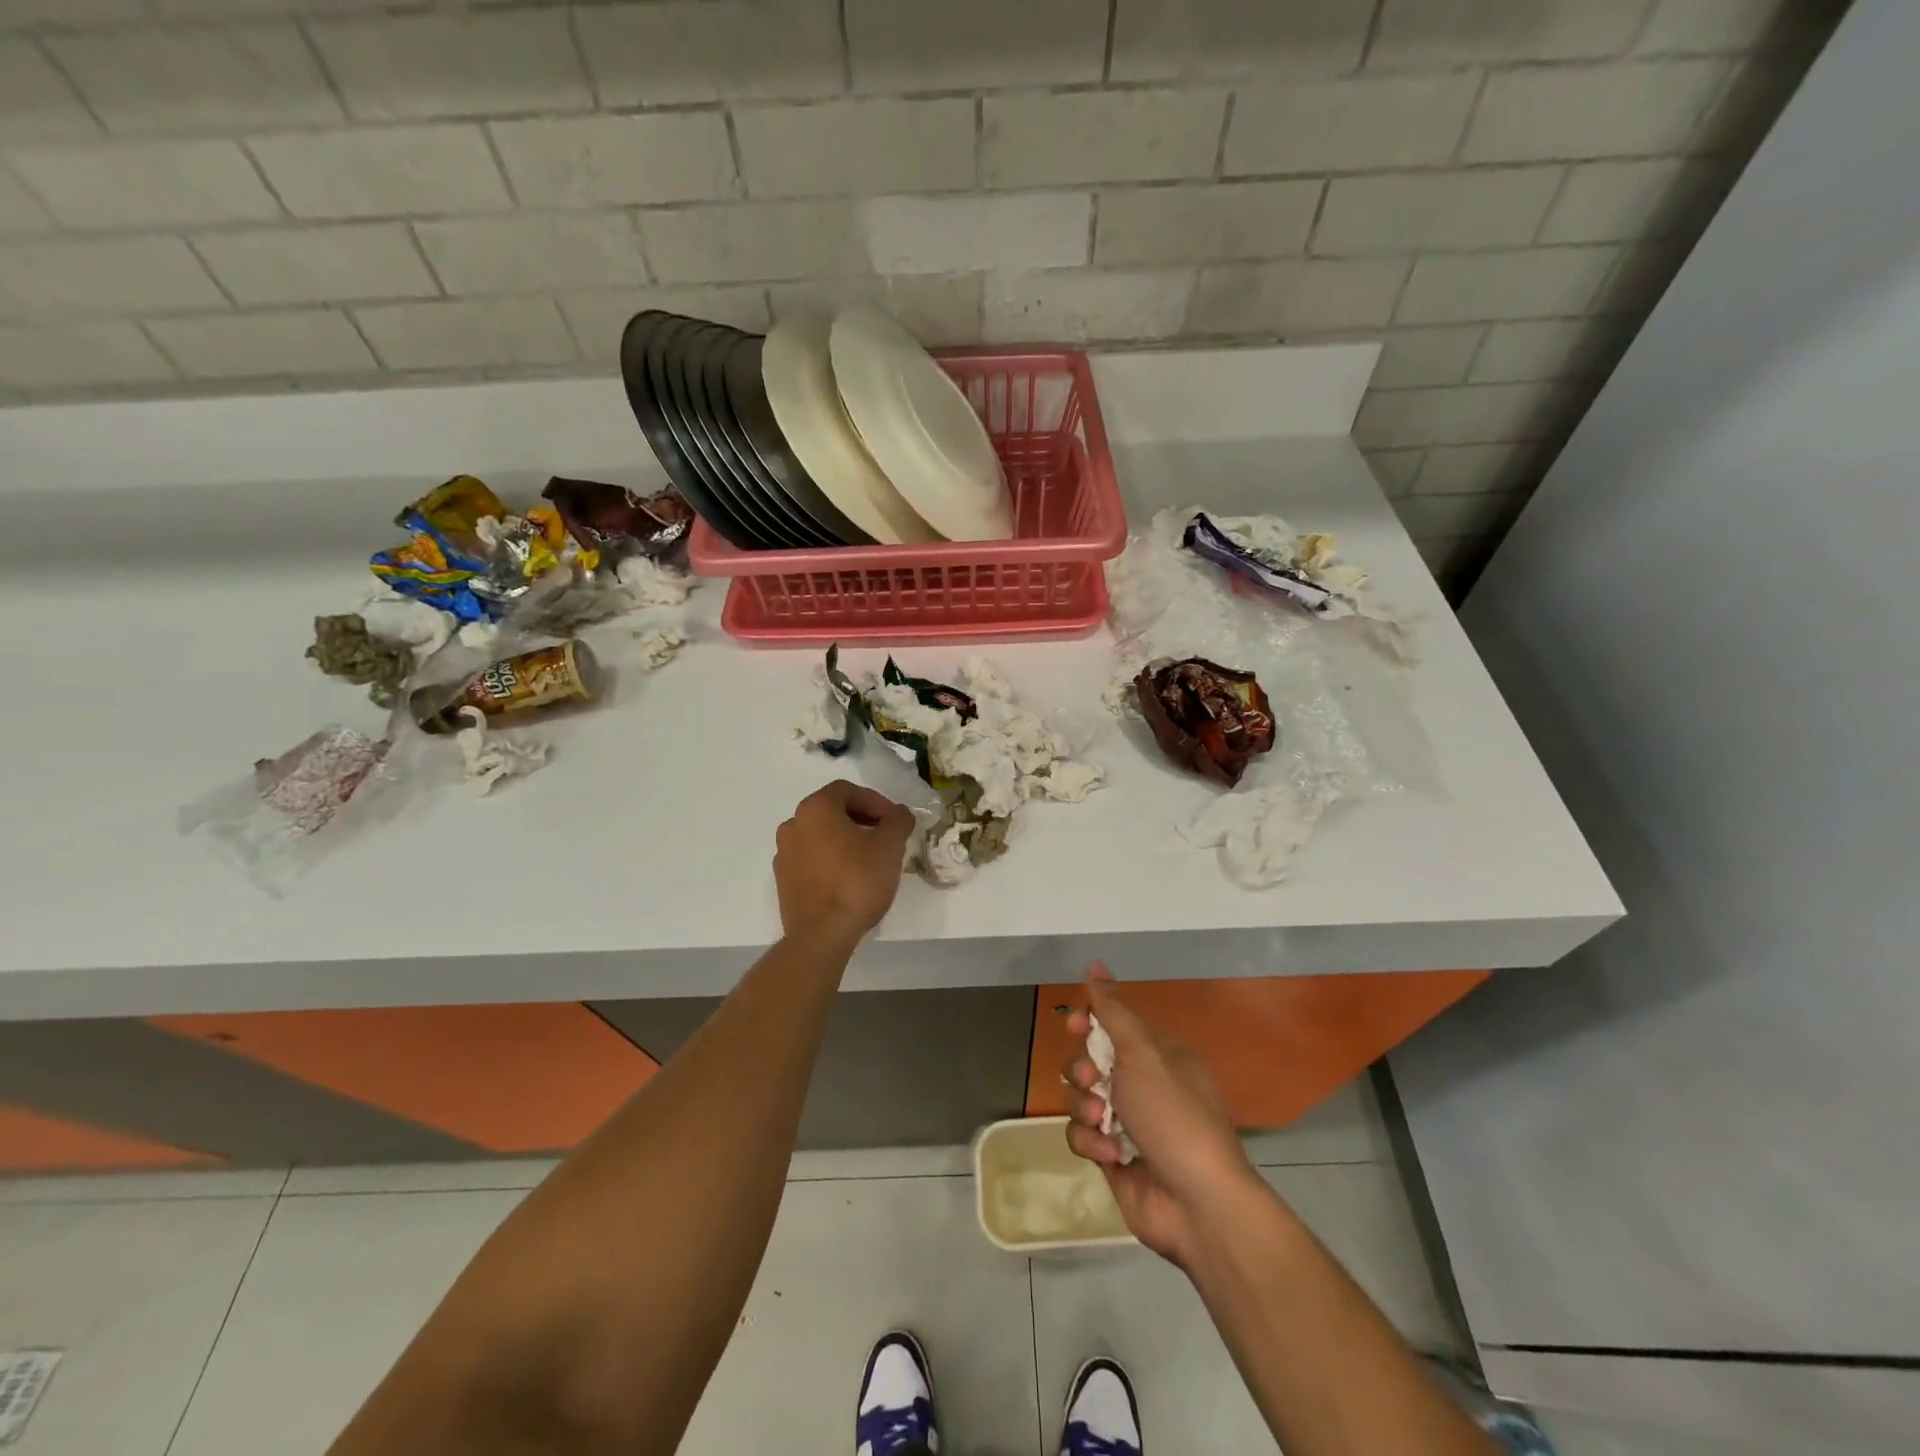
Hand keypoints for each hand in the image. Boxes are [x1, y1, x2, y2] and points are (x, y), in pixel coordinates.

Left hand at [773, 781, 914, 942]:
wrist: (822, 934)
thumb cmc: (857, 880)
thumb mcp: (890, 846)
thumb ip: (898, 821)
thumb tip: (899, 813)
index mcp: (815, 808)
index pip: (848, 790)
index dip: (876, 801)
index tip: (895, 821)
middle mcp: (793, 824)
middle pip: (832, 811)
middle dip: (862, 819)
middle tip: (885, 837)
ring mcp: (784, 854)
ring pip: (820, 836)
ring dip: (845, 840)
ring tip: (870, 859)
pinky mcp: (783, 881)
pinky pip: (811, 860)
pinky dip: (830, 861)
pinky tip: (849, 879)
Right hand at [1063, 966, 1262, 1267]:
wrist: (1198, 1203)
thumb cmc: (1174, 1115)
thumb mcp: (1143, 1053)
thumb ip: (1113, 1010)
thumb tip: (1096, 964)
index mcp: (1158, 1056)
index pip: (1114, 1025)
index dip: (1089, 1022)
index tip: (1074, 1025)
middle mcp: (1143, 1085)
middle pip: (1090, 1061)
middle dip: (1082, 1069)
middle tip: (1093, 1079)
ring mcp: (1128, 1123)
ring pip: (1080, 1098)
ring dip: (1085, 1108)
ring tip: (1103, 1124)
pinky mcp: (1113, 1158)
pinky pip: (1083, 1137)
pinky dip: (1092, 1143)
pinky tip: (1111, 1156)